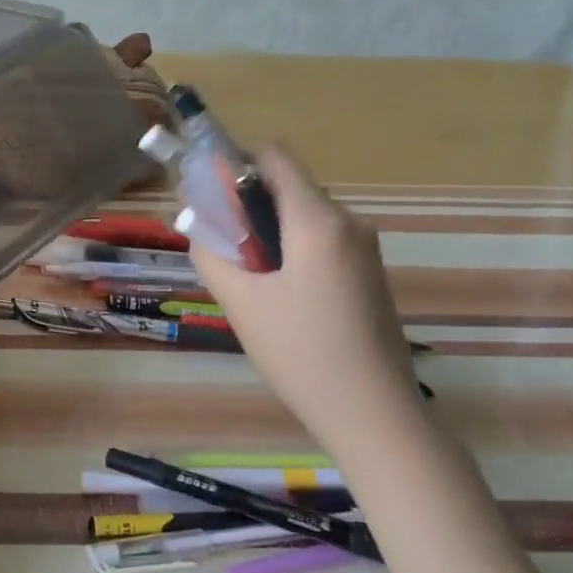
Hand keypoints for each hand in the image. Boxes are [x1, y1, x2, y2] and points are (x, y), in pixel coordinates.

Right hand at [191, 146, 429, 467]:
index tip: (208, 193)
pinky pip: (322, 242)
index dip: (235, 162)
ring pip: (303, 216)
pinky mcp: (369, 274)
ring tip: (243, 274)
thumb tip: (197, 225)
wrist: (374, 415)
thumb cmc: (301, 353)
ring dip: (268, 230)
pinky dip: (291, 249)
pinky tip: (277, 293)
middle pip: (288, 187)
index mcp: (317, 221)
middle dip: (247, 203)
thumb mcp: (241, 302)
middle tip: (216, 240)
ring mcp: (364, 250)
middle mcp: (348, 223)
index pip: (274, 156)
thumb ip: (211, 254)